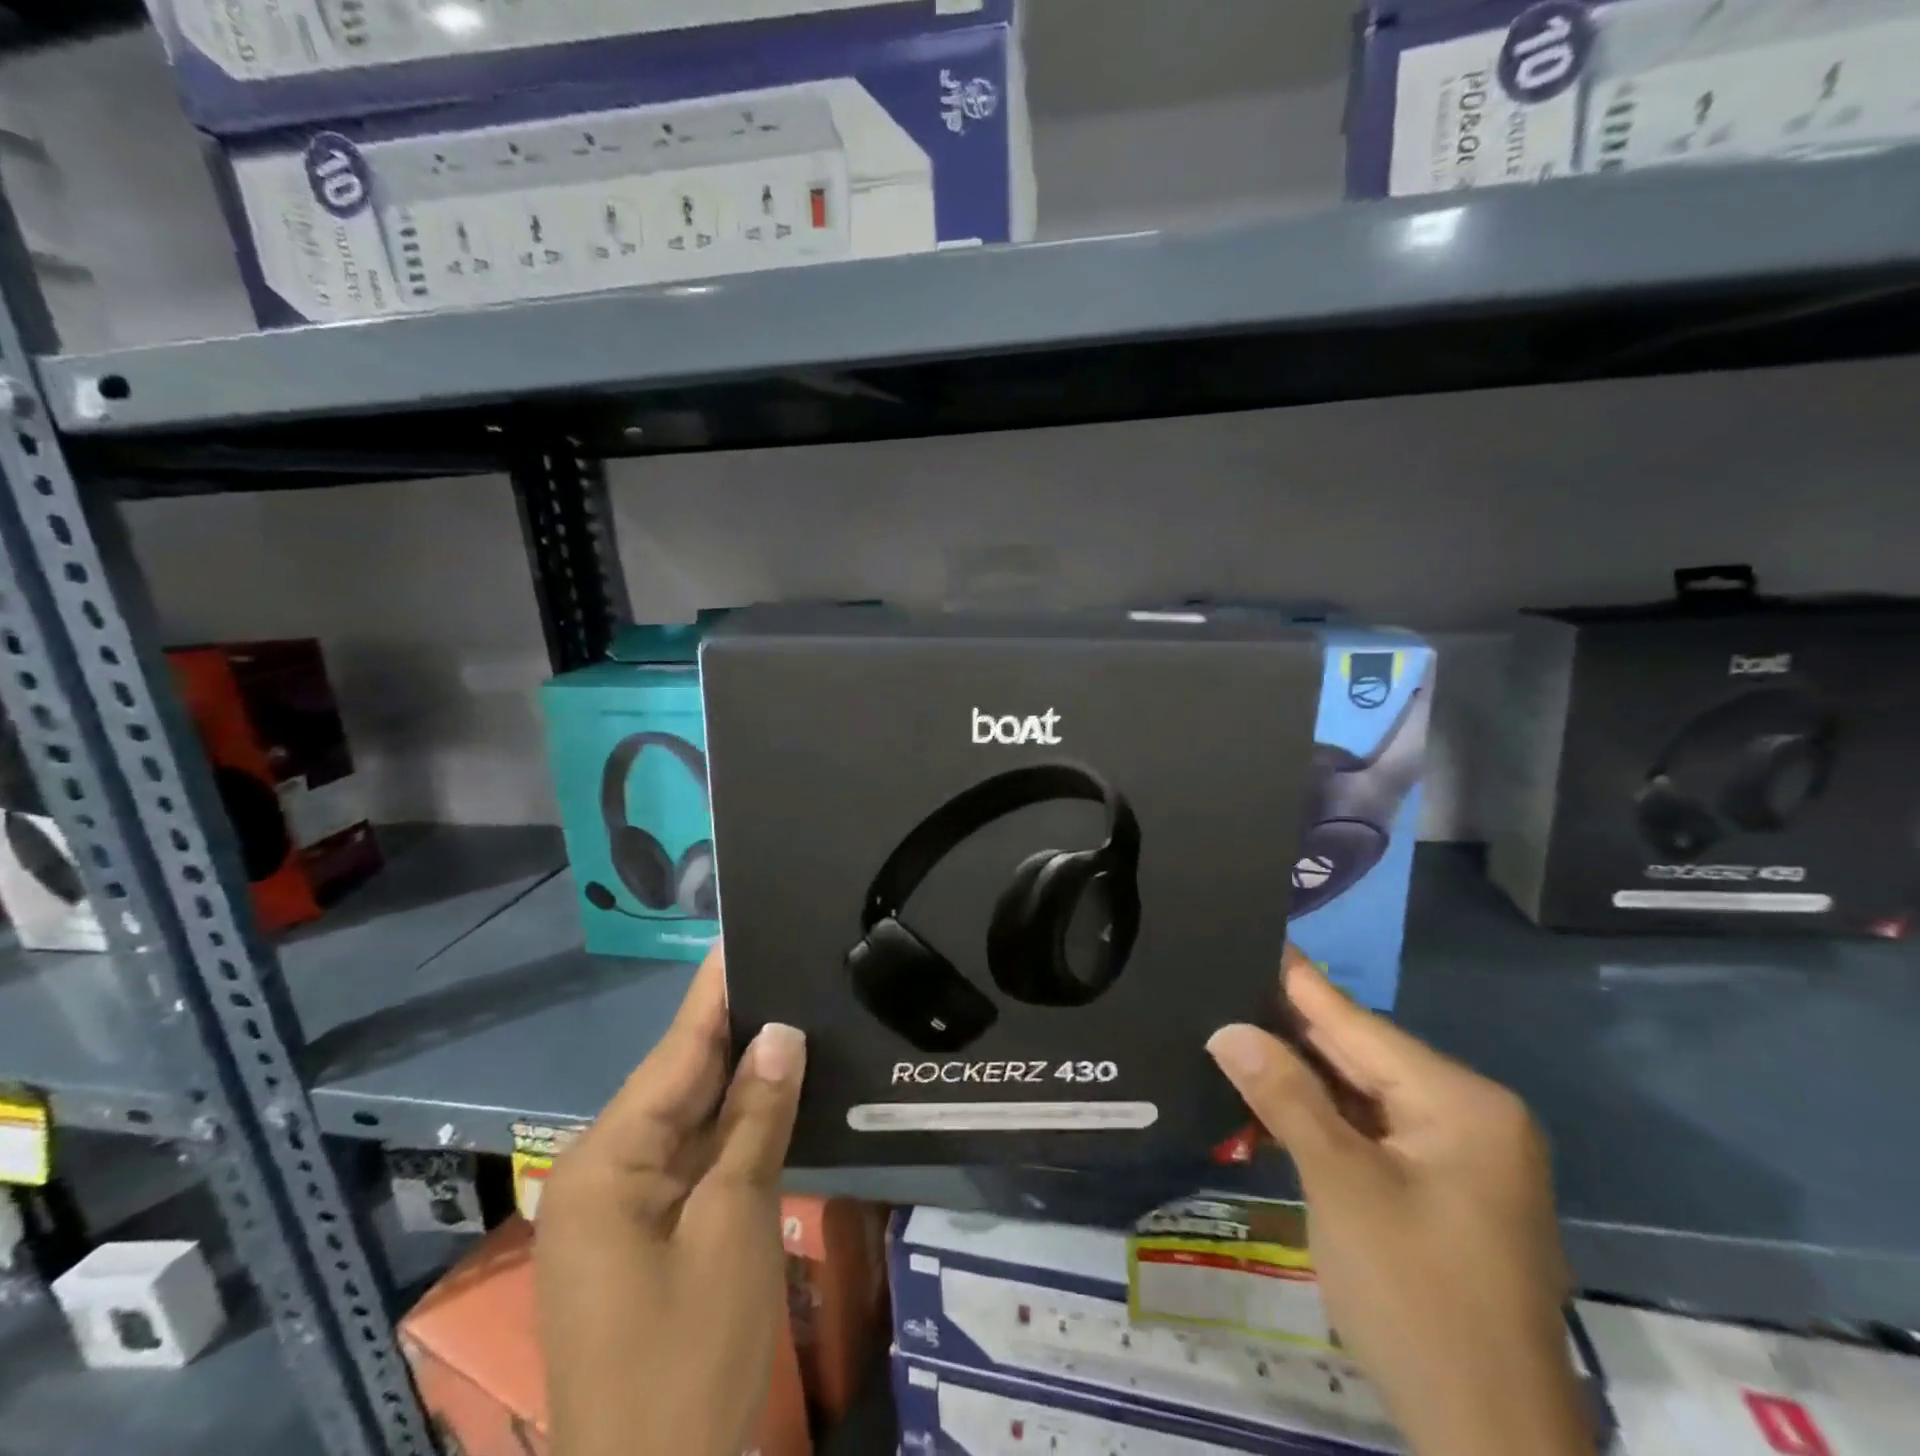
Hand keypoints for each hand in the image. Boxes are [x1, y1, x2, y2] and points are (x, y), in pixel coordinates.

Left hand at [536, 949, 805, 1455]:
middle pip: (681, 1079)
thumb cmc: (688, 1359)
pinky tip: (775, 1087)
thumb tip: (780, 1034)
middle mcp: (604, 1170)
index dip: (714, 991)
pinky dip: (735, 1123)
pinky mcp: (647, 1232)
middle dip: (736, 1025)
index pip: (676, 1052)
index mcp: (607, 1161)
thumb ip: (756, 1122)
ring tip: (791, 1005)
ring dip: (741, 1073)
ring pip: (691, 1116)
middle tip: (787, 963)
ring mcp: (623, 1205)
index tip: (742, 933)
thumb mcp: (733, 1227)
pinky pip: (695, 1154)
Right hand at [1206, 949, 1591, 1455]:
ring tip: (1232, 1026)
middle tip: (1223, 983)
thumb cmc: (1419, 1302)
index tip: (1252, 934)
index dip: (1297, 981)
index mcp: (1460, 1103)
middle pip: (1360, 1055)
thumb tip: (1228, 1028)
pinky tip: (1271, 1096)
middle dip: (1290, 1028)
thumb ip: (1284, 1097)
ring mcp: (1459, 1155)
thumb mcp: (1342, 1188)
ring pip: (1362, 1093)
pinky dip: (1323, 1116)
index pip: (1357, 1023)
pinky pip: (1371, 1130)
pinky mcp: (1442, 1189)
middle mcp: (1469, 1116)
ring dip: (1300, 1075)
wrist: (1492, 1444)